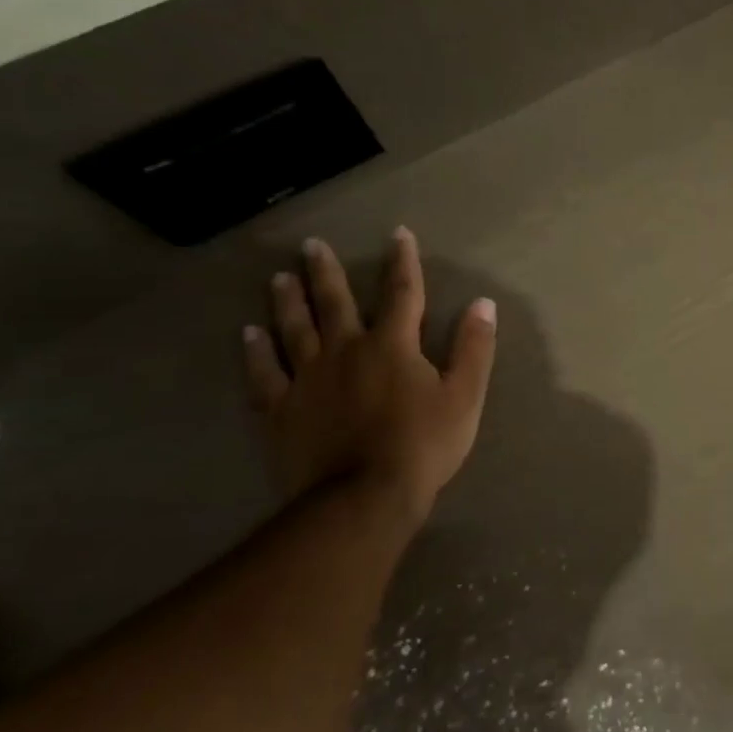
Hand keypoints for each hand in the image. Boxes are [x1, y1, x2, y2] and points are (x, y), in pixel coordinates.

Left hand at [242, 228, 496, 529]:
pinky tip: (249, 334)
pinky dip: (256, 352)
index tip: (398, 234)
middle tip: (311, 246)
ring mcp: (307, 379)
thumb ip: (474, 347)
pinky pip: (264, 373)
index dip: (403, 262)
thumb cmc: (423, 444)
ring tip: (279, 278)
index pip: (402, 293)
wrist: (363, 497)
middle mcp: (345, 350)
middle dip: (325, 272)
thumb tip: (483, 303)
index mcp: (393, 345)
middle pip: (334, 303)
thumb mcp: (465, 395)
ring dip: (288, 301)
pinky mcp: (280, 410)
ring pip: (294, 329)